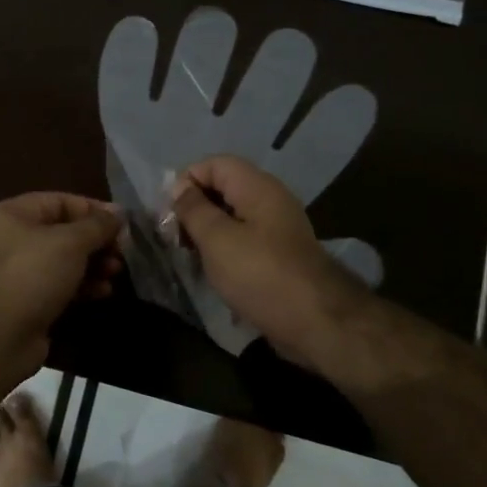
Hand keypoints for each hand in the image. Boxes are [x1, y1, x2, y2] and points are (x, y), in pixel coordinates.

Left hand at [0, 192, 122, 368]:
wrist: (0, 336)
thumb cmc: (33, 274)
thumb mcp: (71, 242)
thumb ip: (98, 225)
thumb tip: (120, 213)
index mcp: (11, 214)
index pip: (60, 201)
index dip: (94, 210)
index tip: (123, 224)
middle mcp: (10, 238)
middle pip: (63, 231)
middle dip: (96, 241)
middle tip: (121, 252)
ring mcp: (16, 272)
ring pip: (63, 260)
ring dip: (93, 264)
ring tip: (115, 273)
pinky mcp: (25, 300)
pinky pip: (58, 284)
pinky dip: (81, 285)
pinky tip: (102, 292)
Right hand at [170, 155, 373, 372]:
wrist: (316, 322)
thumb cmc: (260, 274)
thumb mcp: (216, 238)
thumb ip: (193, 209)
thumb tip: (179, 188)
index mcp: (257, 187)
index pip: (214, 164)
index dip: (187, 181)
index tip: (170, 213)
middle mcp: (270, 201)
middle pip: (223, 189)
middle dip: (194, 209)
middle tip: (175, 238)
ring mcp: (277, 229)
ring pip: (232, 218)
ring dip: (207, 233)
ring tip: (190, 257)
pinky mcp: (279, 256)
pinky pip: (244, 241)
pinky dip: (224, 252)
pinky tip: (213, 273)